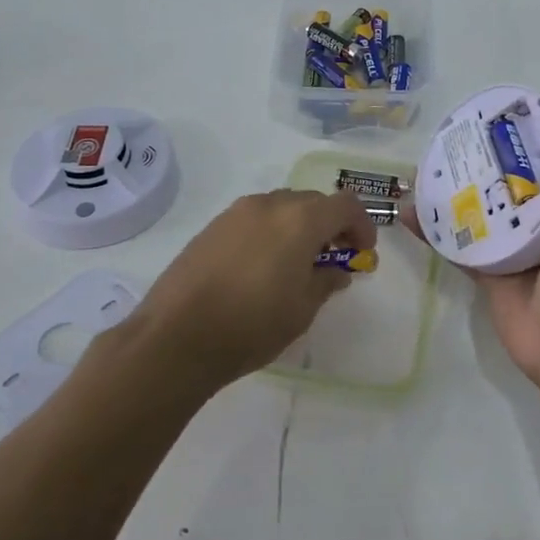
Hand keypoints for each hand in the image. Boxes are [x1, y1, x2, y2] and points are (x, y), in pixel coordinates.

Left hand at [118, 189, 376, 392]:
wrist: (176, 337)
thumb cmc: (252, 324)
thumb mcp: (302, 309)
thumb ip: (326, 281)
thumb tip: (336, 271)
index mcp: (300, 219)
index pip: (345, 205)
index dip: (362, 226)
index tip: (363, 254)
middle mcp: (269, 204)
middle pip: (313, 201)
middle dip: (331, 225)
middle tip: (334, 258)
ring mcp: (236, 213)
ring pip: (281, 207)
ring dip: (299, 227)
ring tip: (297, 263)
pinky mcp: (212, 227)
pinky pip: (254, 219)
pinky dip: (270, 233)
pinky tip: (262, 267)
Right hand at [415, 108, 539, 387]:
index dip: (528, 131)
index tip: (498, 112)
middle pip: (508, 177)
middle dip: (481, 156)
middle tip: (449, 136)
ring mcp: (512, 243)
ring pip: (478, 206)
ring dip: (451, 188)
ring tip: (420, 168)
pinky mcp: (487, 268)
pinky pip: (456, 241)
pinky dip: (434, 228)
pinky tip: (409, 212)